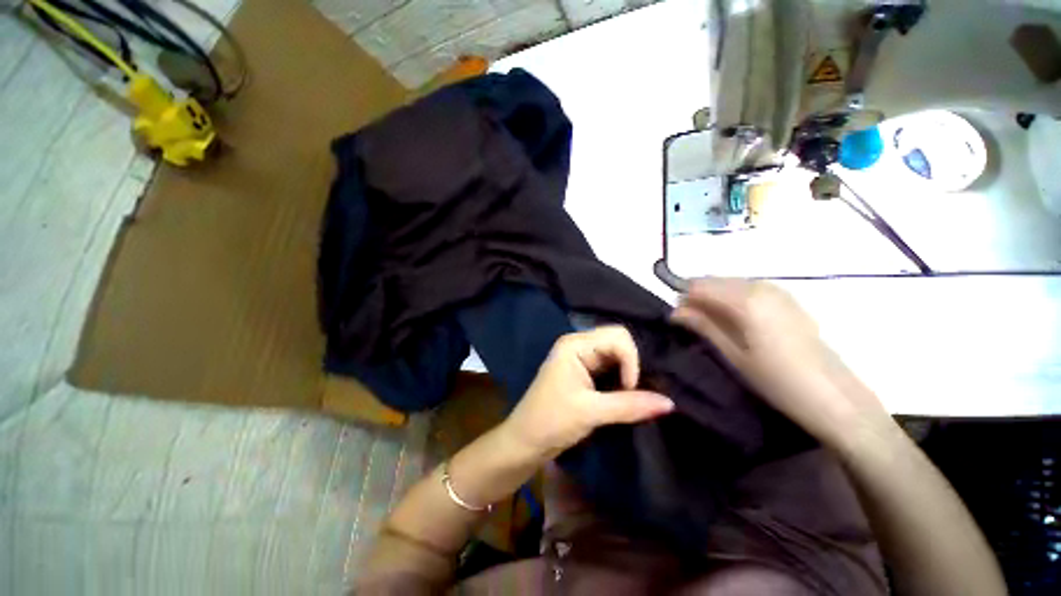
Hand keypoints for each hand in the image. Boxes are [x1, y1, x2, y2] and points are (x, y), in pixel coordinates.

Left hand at [501, 326, 674, 459]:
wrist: (525, 441)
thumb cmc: (551, 421)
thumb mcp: (591, 412)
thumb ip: (630, 405)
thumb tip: (670, 403)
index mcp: (575, 345)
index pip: (617, 337)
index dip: (631, 361)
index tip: (631, 389)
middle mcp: (579, 345)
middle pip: (618, 342)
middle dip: (632, 365)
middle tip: (637, 393)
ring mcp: (581, 358)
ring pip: (616, 356)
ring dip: (629, 374)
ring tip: (637, 396)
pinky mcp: (584, 373)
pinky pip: (610, 368)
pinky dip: (622, 380)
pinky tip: (628, 395)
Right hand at [670, 278, 888, 448]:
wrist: (836, 399)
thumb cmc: (778, 380)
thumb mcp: (733, 354)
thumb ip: (702, 326)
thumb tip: (674, 312)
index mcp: (746, 299)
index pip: (698, 285)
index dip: (682, 299)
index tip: (677, 319)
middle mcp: (761, 285)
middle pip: (714, 280)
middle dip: (697, 298)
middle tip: (691, 324)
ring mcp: (778, 290)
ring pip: (731, 284)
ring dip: (715, 299)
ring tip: (712, 325)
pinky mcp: (788, 299)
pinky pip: (749, 289)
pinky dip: (733, 300)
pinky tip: (736, 322)